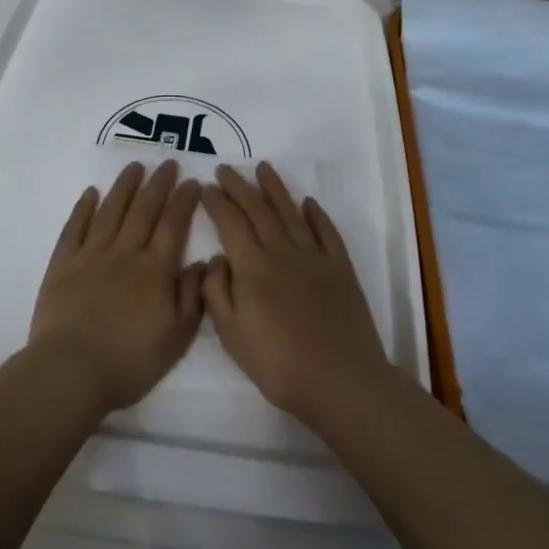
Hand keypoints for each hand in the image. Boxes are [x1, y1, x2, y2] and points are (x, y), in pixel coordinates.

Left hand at [29, 160, 204, 411]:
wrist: (71, 370)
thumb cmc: (129, 360)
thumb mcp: (176, 337)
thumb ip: (192, 296)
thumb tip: (204, 262)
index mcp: (155, 269)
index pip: (173, 224)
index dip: (184, 200)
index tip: (192, 182)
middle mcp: (125, 252)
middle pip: (144, 209)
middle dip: (158, 184)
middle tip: (168, 163)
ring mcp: (91, 255)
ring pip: (111, 210)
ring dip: (124, 186)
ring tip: (134, 166)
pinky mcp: (63, 264)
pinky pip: (75, 227)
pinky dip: (83, 208)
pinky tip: (90, 193)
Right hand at [201, 162, 392, 422]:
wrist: (342, 381)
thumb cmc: (279, 365)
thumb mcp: (232, 336)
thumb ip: (217, 293)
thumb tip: (216, 259)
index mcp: (252, 267)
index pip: (230, 223)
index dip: (216, 202)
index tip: (206, 187)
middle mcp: (282, 251)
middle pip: (258, 210)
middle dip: (239, 186)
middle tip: (226, 168)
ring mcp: (314, 257)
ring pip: (290, 213)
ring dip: (275, 188)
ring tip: (264, 168)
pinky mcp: (340, 268)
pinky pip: (326, 232)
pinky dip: (316, 214)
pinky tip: (308, 202)